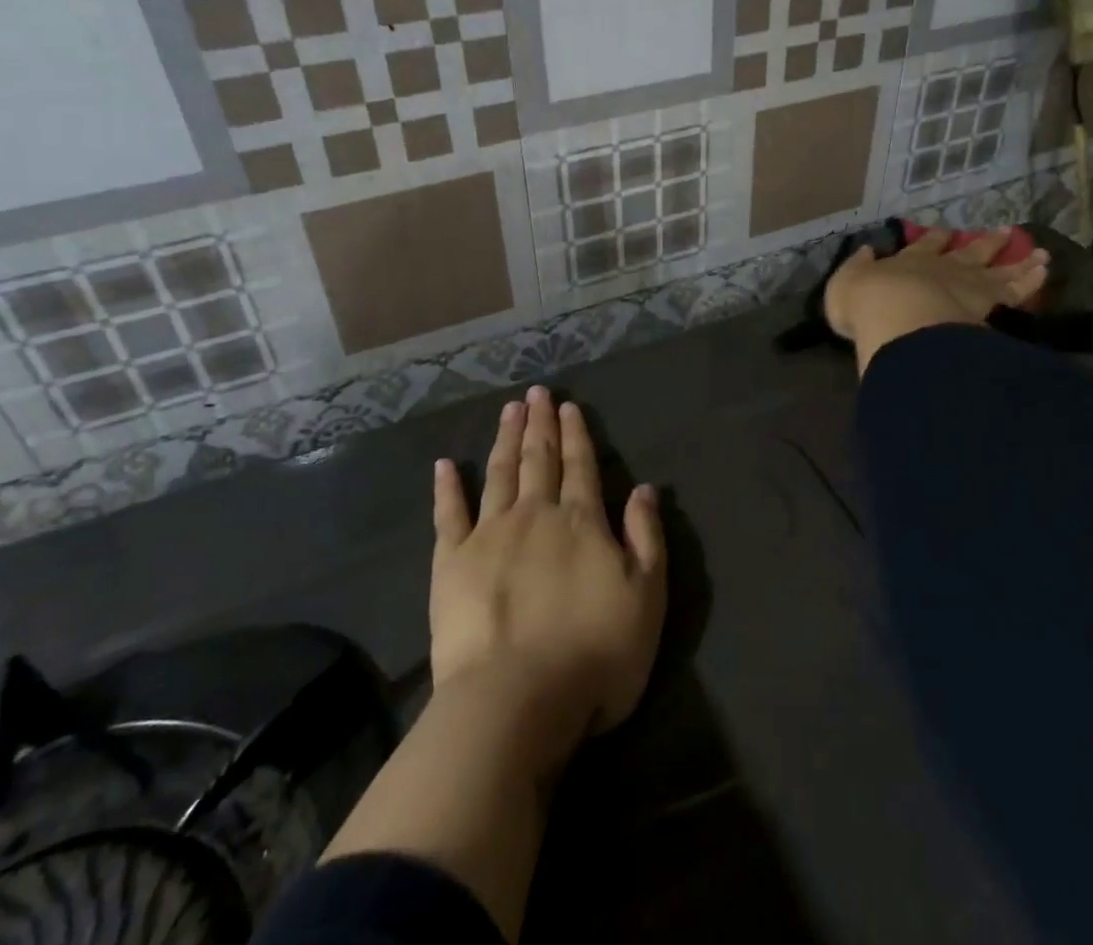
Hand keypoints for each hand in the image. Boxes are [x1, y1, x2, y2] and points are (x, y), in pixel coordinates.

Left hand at [431, 387, 666, 767]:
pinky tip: (445, 465)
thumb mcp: (647, 597)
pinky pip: (448, 515)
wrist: (515, 701)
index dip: (576, 433)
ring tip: (508, 409)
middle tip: (536, 392)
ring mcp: (489, 535)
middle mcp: (535, 515)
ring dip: (505, 439)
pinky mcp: (451, 563)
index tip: (568, 405)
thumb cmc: (594, 654)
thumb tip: (646, 487)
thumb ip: (647, 537)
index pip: (580, 465)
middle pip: (539, 458)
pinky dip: (448, 488)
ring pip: (500, 474)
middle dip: (540, 423)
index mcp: (581, 521)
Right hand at [824, 227, 1050, 372]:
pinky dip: (1031, 281)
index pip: (925, 245)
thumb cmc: (867, 305)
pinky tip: (1043, 273)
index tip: (946, 231)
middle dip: (985, 242)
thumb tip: (865, 252)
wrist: (899, 321)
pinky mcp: (992, 305)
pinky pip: (1017, 291)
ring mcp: (971, 285)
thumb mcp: (845, 284)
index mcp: (909, 261)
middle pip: (969, 251)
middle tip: (1004, 232)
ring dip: (1018, 259)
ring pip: (1000, 269)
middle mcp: (944, 268)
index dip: (936, 238)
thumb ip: (857, 268)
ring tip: (1040, 253)